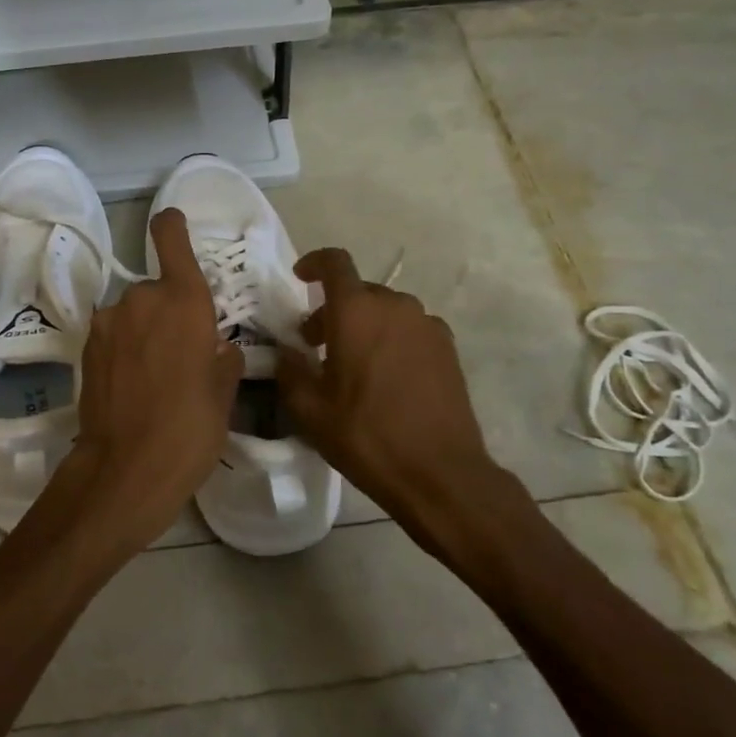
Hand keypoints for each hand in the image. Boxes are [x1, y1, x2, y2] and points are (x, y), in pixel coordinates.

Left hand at [55, 209, 243, 559]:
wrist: (125, 470)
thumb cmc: (189, 430)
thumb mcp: (224, 395)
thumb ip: (224, 359)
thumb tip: (219, 348)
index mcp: (184, 302)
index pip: (170, 239)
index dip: (172, 226)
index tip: (173, 223)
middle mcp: (142, 300)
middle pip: (156, 289)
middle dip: (168, 312)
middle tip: (182, 353)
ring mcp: (108, 323)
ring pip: (133, 314)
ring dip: (144, 332)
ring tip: (155, 376)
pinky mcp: (86, 348)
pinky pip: (114, 335)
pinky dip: (125, 349)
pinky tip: (132, 385)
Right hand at [276, 248, 504, 558]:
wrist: (440, 473)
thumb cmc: (366, 436)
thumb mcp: (310, 410)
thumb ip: (290, 370)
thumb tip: (287, 352)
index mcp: (356, 312)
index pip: (335, 263)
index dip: (314, 263)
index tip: (300, 278)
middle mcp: (395, 306)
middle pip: (359, 291)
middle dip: (333, 310)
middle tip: (315, 345)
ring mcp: (427, 326)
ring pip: (386, 311)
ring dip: (363, 325)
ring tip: (351, 365)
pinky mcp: (448, 349)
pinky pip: (410, 330)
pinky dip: (391, 340)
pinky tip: (385, 378)